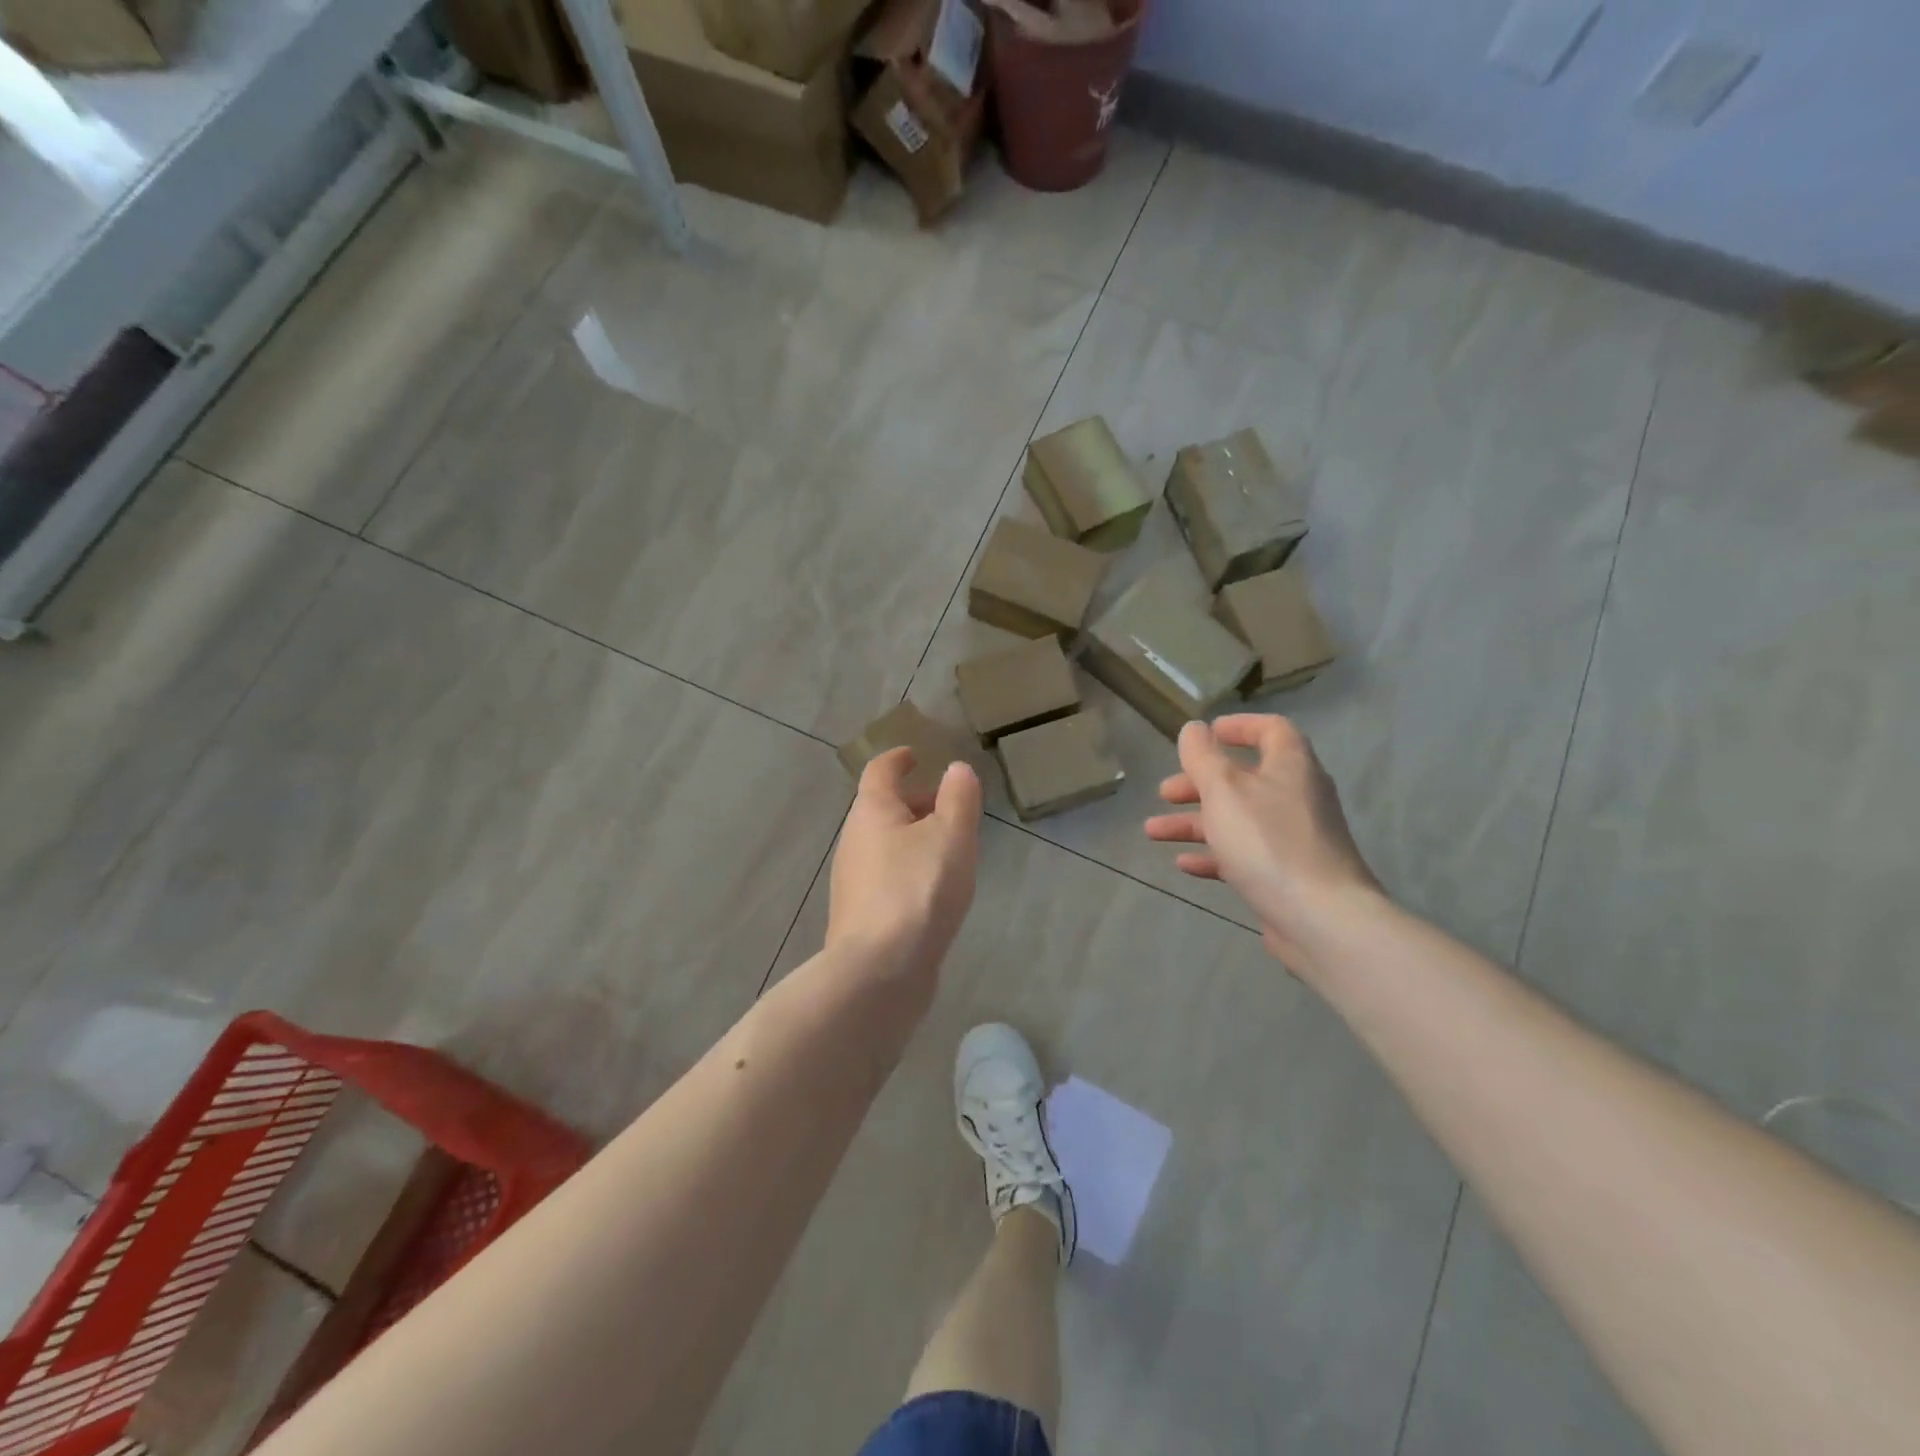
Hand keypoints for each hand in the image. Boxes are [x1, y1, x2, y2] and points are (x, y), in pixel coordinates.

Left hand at [827, 749, 982, 985]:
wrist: (879, 971)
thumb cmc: (918, 889)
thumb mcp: (951, 835)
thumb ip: (958, 797)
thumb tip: (956, 769)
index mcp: (872, 812)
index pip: (880, 771)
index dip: (898, 759)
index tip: (915, 755)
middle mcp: (853, 841)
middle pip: (881, 808)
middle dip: (912, 801)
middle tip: (947, 805)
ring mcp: (852, 881)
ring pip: (884, 844)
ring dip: (912, 837)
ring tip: (949, 848)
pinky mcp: (860, 915)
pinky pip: (886, 876)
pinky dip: (908, 869)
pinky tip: (932, 890)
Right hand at [1145, 715, 1381, 966]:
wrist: (1321, 919)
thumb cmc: (1268, 842)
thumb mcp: (1224, 790)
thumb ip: (1203, 757)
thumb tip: (1194, 728)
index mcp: (1290, 766)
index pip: (1270, 730)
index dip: (1238, 727)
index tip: (1205, 734)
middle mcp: (1296, 796)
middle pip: (1243, 779)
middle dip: (1198, 784)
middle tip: (1165, 793)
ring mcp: (1294, 838)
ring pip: (1237, 819)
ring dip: (1194, 822)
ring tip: (1153, 833)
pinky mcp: (1287, 874)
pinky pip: (1245, 855)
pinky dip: (1213, 855)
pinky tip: (1183, 864)